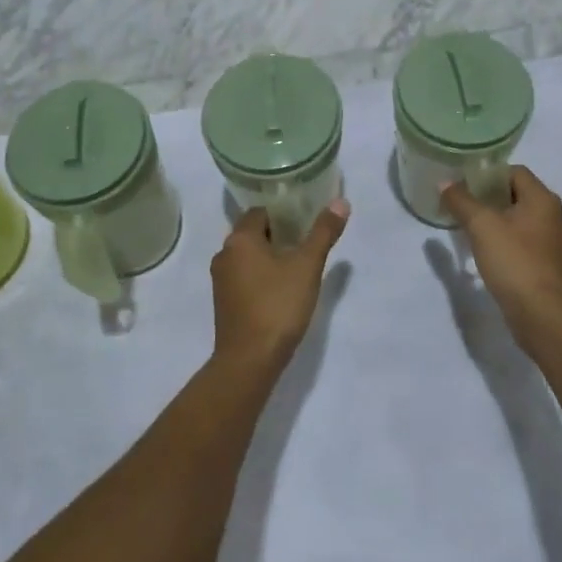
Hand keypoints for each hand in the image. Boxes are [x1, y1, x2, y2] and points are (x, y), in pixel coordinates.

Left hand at [210, 201, 350, 372]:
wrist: (249, 360)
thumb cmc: (278, 305)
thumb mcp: (307, 266)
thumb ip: (323, 232)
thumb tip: (340, 202)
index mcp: (239, 239)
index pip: (260, 212)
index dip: (284, 214)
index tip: (305, 222)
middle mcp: (224, 254)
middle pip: (253, 233)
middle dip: (279, 235)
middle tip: (306, 243)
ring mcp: (221, 281)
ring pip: (248, 257)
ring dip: (269, 257)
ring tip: (297, 266)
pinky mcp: (224, 303)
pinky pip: (244, 277)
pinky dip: (261, 276)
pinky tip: (281, 289)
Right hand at [440, 167, 561, 349]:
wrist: (542, 315)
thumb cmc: (514, 261)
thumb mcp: (482, 226)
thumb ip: (461, 201)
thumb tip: (445, 182)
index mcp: (542, 199)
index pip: (513, 171)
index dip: (487, 174)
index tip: (462, 184)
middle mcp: (550, 215)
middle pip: (513, 194)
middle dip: (485, 197)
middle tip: (458, 204)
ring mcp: (548, 241)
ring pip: (515, 219)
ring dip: (491, 220)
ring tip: (464, 226)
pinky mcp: (542, 264)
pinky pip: (518, 241)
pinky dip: (499, 240)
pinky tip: (480, 250)